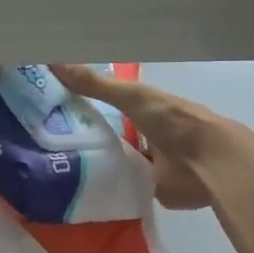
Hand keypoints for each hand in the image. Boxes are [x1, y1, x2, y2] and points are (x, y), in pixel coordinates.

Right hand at [50, 64, 239, 210]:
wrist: (208, 163)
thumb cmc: (173, 121)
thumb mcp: (131, 97)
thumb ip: (95, 84)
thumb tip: (52, 61)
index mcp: (144, 108)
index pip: (109, 103)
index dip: (84, 103)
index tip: (53, 107)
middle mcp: (144, 133)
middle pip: (109, 133)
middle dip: (85, 136)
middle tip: (45, 140)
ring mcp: (147, 164)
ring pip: (114, 161)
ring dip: (93, 164)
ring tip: (54, 167)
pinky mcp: (149, 190)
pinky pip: (120, 187)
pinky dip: (104, 188)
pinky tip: (76, 191)